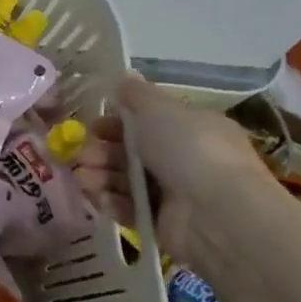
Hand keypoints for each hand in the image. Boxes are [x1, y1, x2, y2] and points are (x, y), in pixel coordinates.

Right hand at [79, 75, 275, 268]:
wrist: (218, 214)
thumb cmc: (189, 150)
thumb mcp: (158, 109)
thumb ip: (136, 94)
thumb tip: (122, 77)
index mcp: (192, 129)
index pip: (148, 123)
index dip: (116, 123)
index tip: (92, 126)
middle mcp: (186, 160)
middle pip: (132, 152)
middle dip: (102, 151)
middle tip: (82, 155)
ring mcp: (176, 194)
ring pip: (127, 180)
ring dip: (101, 175)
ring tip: (84, 178)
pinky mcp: (164, 224)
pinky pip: (130, 209)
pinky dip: (111, 202)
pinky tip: (96, 197)